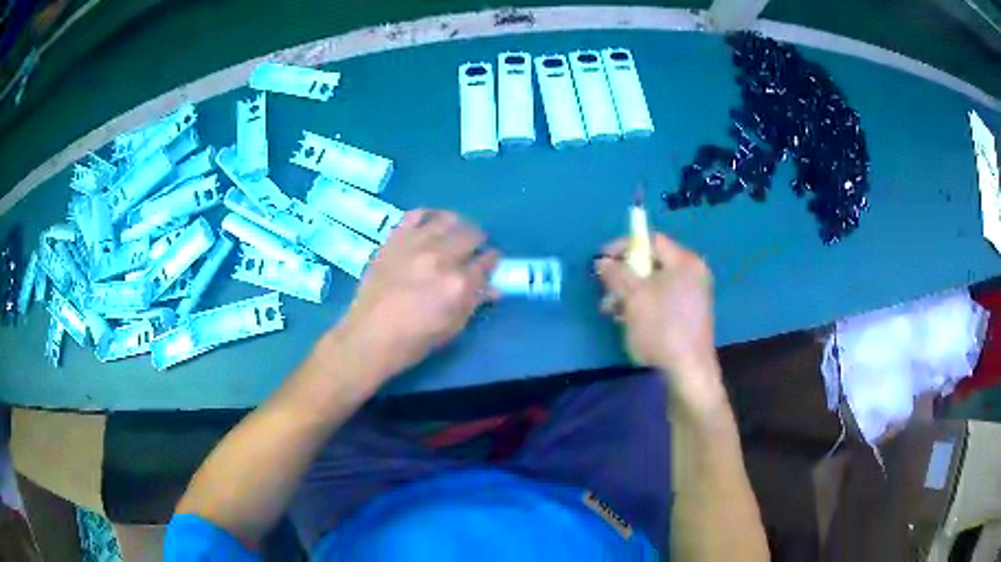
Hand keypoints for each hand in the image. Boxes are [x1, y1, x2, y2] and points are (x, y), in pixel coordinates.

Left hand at [331, 210, 499, 384]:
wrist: (369, 336)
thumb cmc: (414, 340)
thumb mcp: (452, 328)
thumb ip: (474, 302)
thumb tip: (494, 287)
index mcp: (458, 284)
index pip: (487, 261)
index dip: (492, 261)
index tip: (490, 263)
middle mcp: (440, 258)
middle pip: (471, 234)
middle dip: (477, 242)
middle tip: (473, 250)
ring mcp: (415, 244)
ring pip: (448, 220)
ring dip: (457, 225)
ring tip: (454, 234)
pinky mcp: (395, 239)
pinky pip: (416, 214)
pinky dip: (429, 215)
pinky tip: (432, 223)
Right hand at [596, 234, 726, 417]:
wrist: (688, 372)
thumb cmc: (661, 329)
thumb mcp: (633, 298)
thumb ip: (616, 274)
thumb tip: (602, 260)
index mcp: (685, 262)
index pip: (651, 240)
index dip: (623, 246)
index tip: (601, 260)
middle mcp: (692, 273)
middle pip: (652, 262)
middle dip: (624, 275)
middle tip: (605, 292)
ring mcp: (693, 295)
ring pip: (655, 283)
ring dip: (630, 293)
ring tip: (612, 312)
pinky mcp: (690, 314)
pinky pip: (663, 299)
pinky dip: (644, 305)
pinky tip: (628, 321)